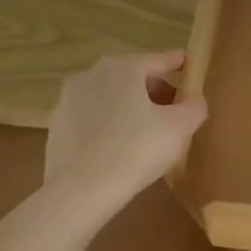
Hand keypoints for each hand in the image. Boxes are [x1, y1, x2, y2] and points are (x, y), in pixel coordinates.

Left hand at [45, 51, 208, 197]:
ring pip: (109, 98)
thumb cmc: (136, 149)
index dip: (177, 63)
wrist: (80, 191)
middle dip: (154, 90)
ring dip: (129, 107)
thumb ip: (194, 107)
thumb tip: (193, 100)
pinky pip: (91, 120)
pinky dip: (107, 126)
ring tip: (146, 131)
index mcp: (123, 68)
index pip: (158, 60)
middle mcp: (91, 75)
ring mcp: (68, 101)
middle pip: (132, 77)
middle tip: (172, 110)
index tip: (188, 65)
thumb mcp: (180, 127)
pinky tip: (118, 148)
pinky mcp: (56, 128)